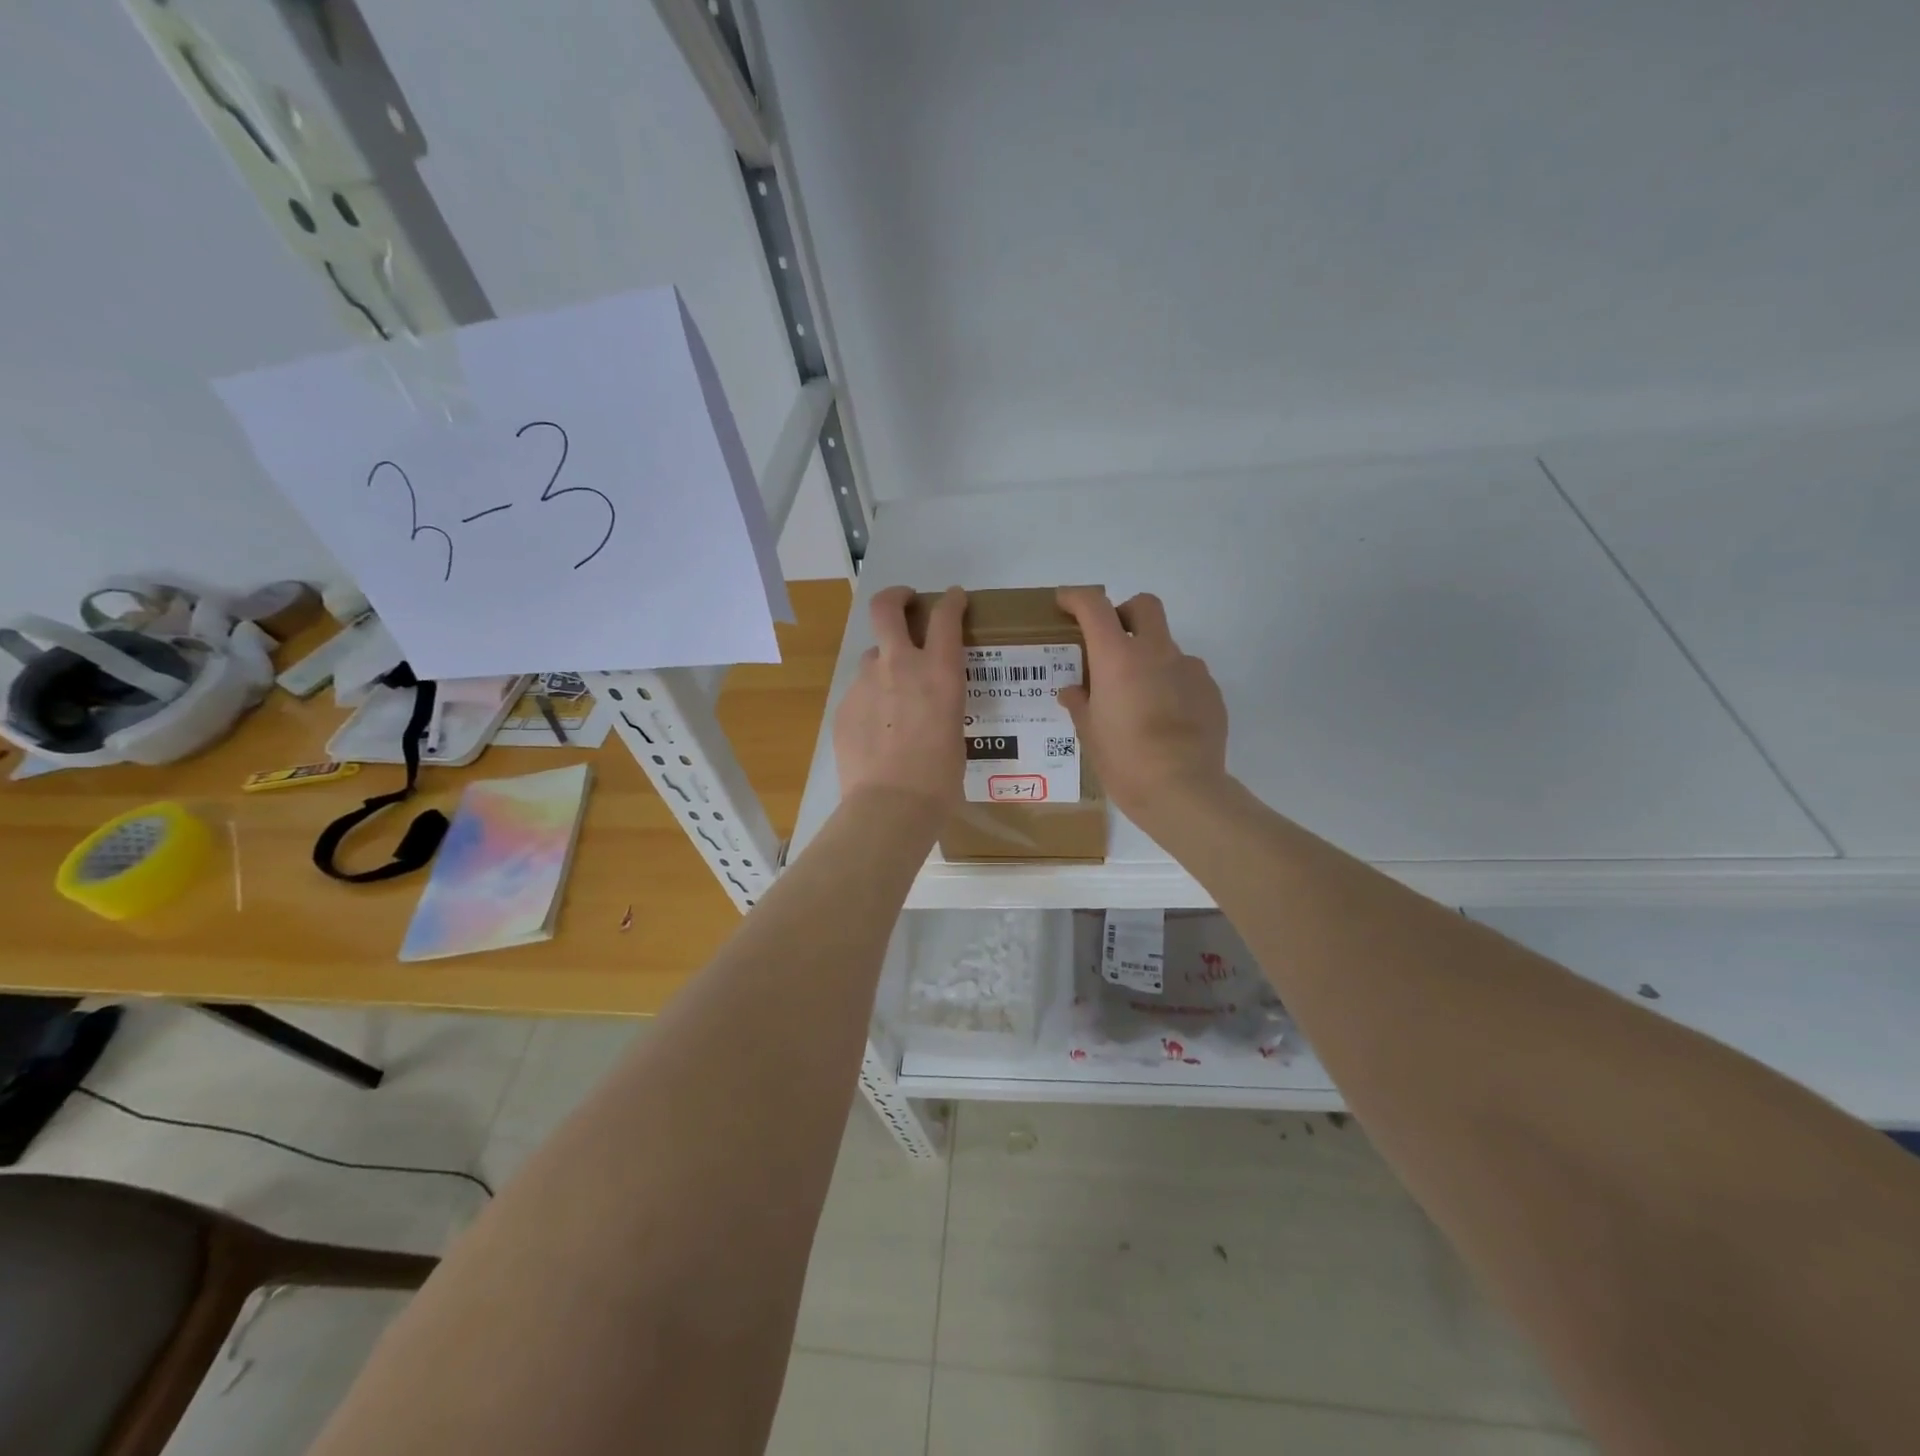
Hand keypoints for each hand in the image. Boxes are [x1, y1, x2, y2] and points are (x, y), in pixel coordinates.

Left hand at [833, 585, 966, 811]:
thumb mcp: (955, 729)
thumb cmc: (939, 777)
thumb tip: (928, 701)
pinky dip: (871, 700)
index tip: (953, 598)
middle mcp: (899, 665)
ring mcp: (865, 683)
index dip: (951, 601)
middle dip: (896, 597)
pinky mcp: (844, 705)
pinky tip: (877, 731)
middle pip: (886, 608)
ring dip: (884, 665)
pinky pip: (860, 692)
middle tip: (904, 603)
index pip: (946, 616)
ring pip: (872, 656)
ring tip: (892, 697)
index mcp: (939, 672)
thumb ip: (941, 702)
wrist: (890, 805)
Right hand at [1055, 587, 1228, 820]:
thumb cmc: (1125, 761)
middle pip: (1144, 606)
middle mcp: (1156, 652)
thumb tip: (1073, 691)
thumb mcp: (1090, 734)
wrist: (1183, 790)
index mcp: (1118, 658)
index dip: (1076, 597)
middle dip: (1125, 613)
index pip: (1094, 606)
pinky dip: (1172, 685)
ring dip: (1150, 658)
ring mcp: (1189, 669)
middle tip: (1111, 642)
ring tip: (1140, 698)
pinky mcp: (1211, 690)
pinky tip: (1166, 719)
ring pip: (1167, 646)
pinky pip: (1186, 675)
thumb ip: (1080, 704)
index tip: (1065, 603)